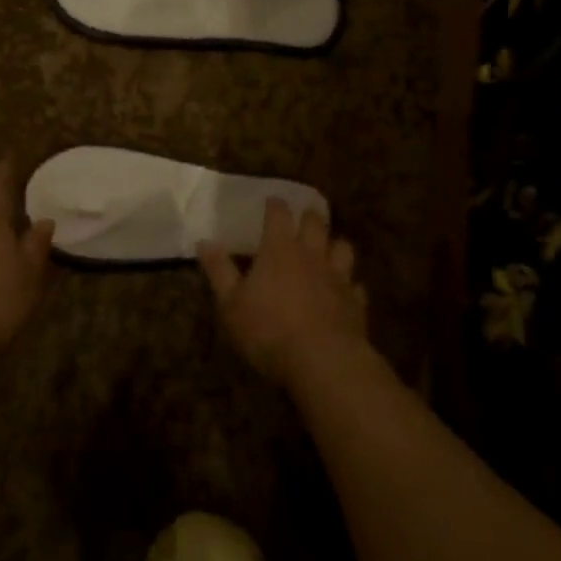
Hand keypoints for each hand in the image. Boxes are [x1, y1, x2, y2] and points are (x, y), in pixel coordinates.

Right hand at [198, 199, 367, 381]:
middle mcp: (312, 255)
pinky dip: (350, 285)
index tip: (273, 200)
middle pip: (316, 224)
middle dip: (309, 216)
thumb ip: (219, 271)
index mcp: (279, 250)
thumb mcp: (231, 304)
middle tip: (304, 216)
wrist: (322, 360)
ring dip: (335, 245)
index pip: (279, 215)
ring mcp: (338, 277)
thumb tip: (204, 242)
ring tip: (329, 248)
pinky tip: (345, 292)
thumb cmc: (268, 329)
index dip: (275, 205)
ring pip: (343, 248)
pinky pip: (356, 286)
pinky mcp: (355, 302)